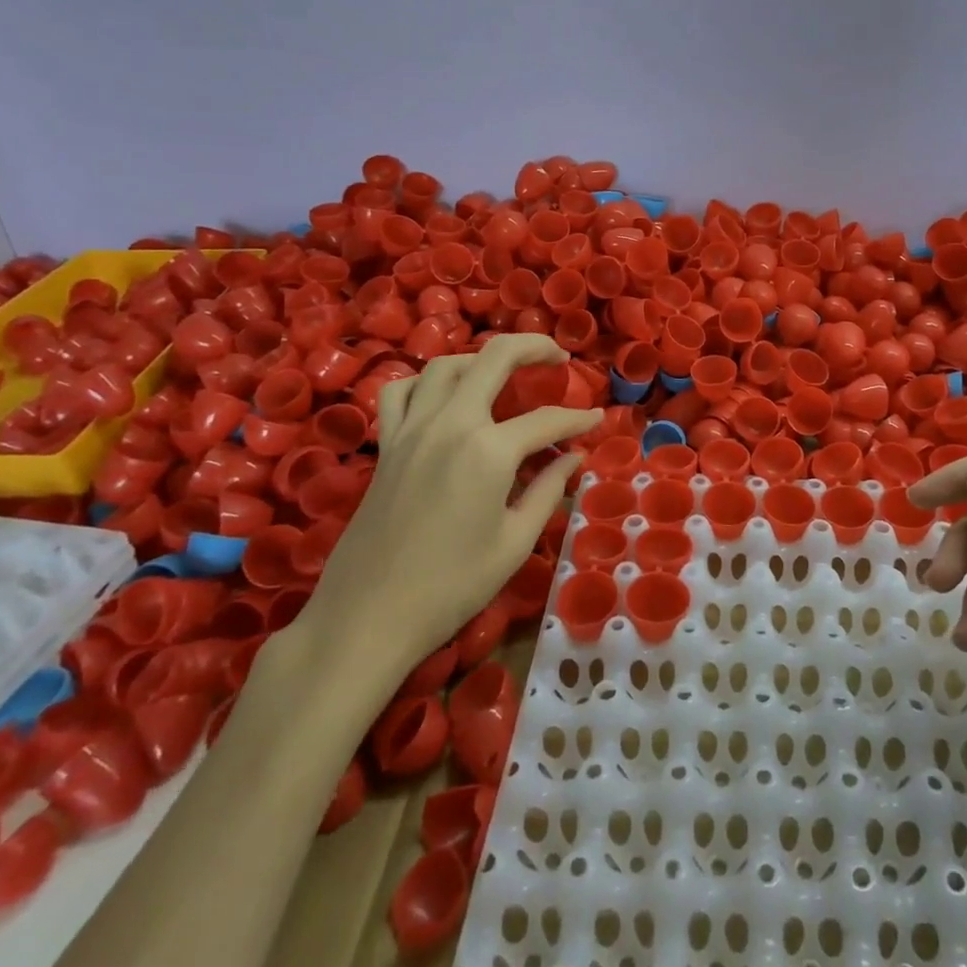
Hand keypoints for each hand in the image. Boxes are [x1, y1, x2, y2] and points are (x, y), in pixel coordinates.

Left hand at [288, 335, 600, 719]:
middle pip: (495, 358)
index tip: (597, 419)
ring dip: (480, 359)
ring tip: (503, 372)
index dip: (578, 419)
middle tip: (558, 357)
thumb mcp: (514, 542)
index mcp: (489, 451)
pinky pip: (402, 391)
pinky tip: (442, 397)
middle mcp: (450, 424)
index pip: (547, 420)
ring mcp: (412, 429)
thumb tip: (573, 457)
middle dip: (534, 348)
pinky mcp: (387, 444)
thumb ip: (547, 490)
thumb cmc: (452, 587)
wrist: (368, 617)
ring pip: (446, 365)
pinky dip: (425, 382)